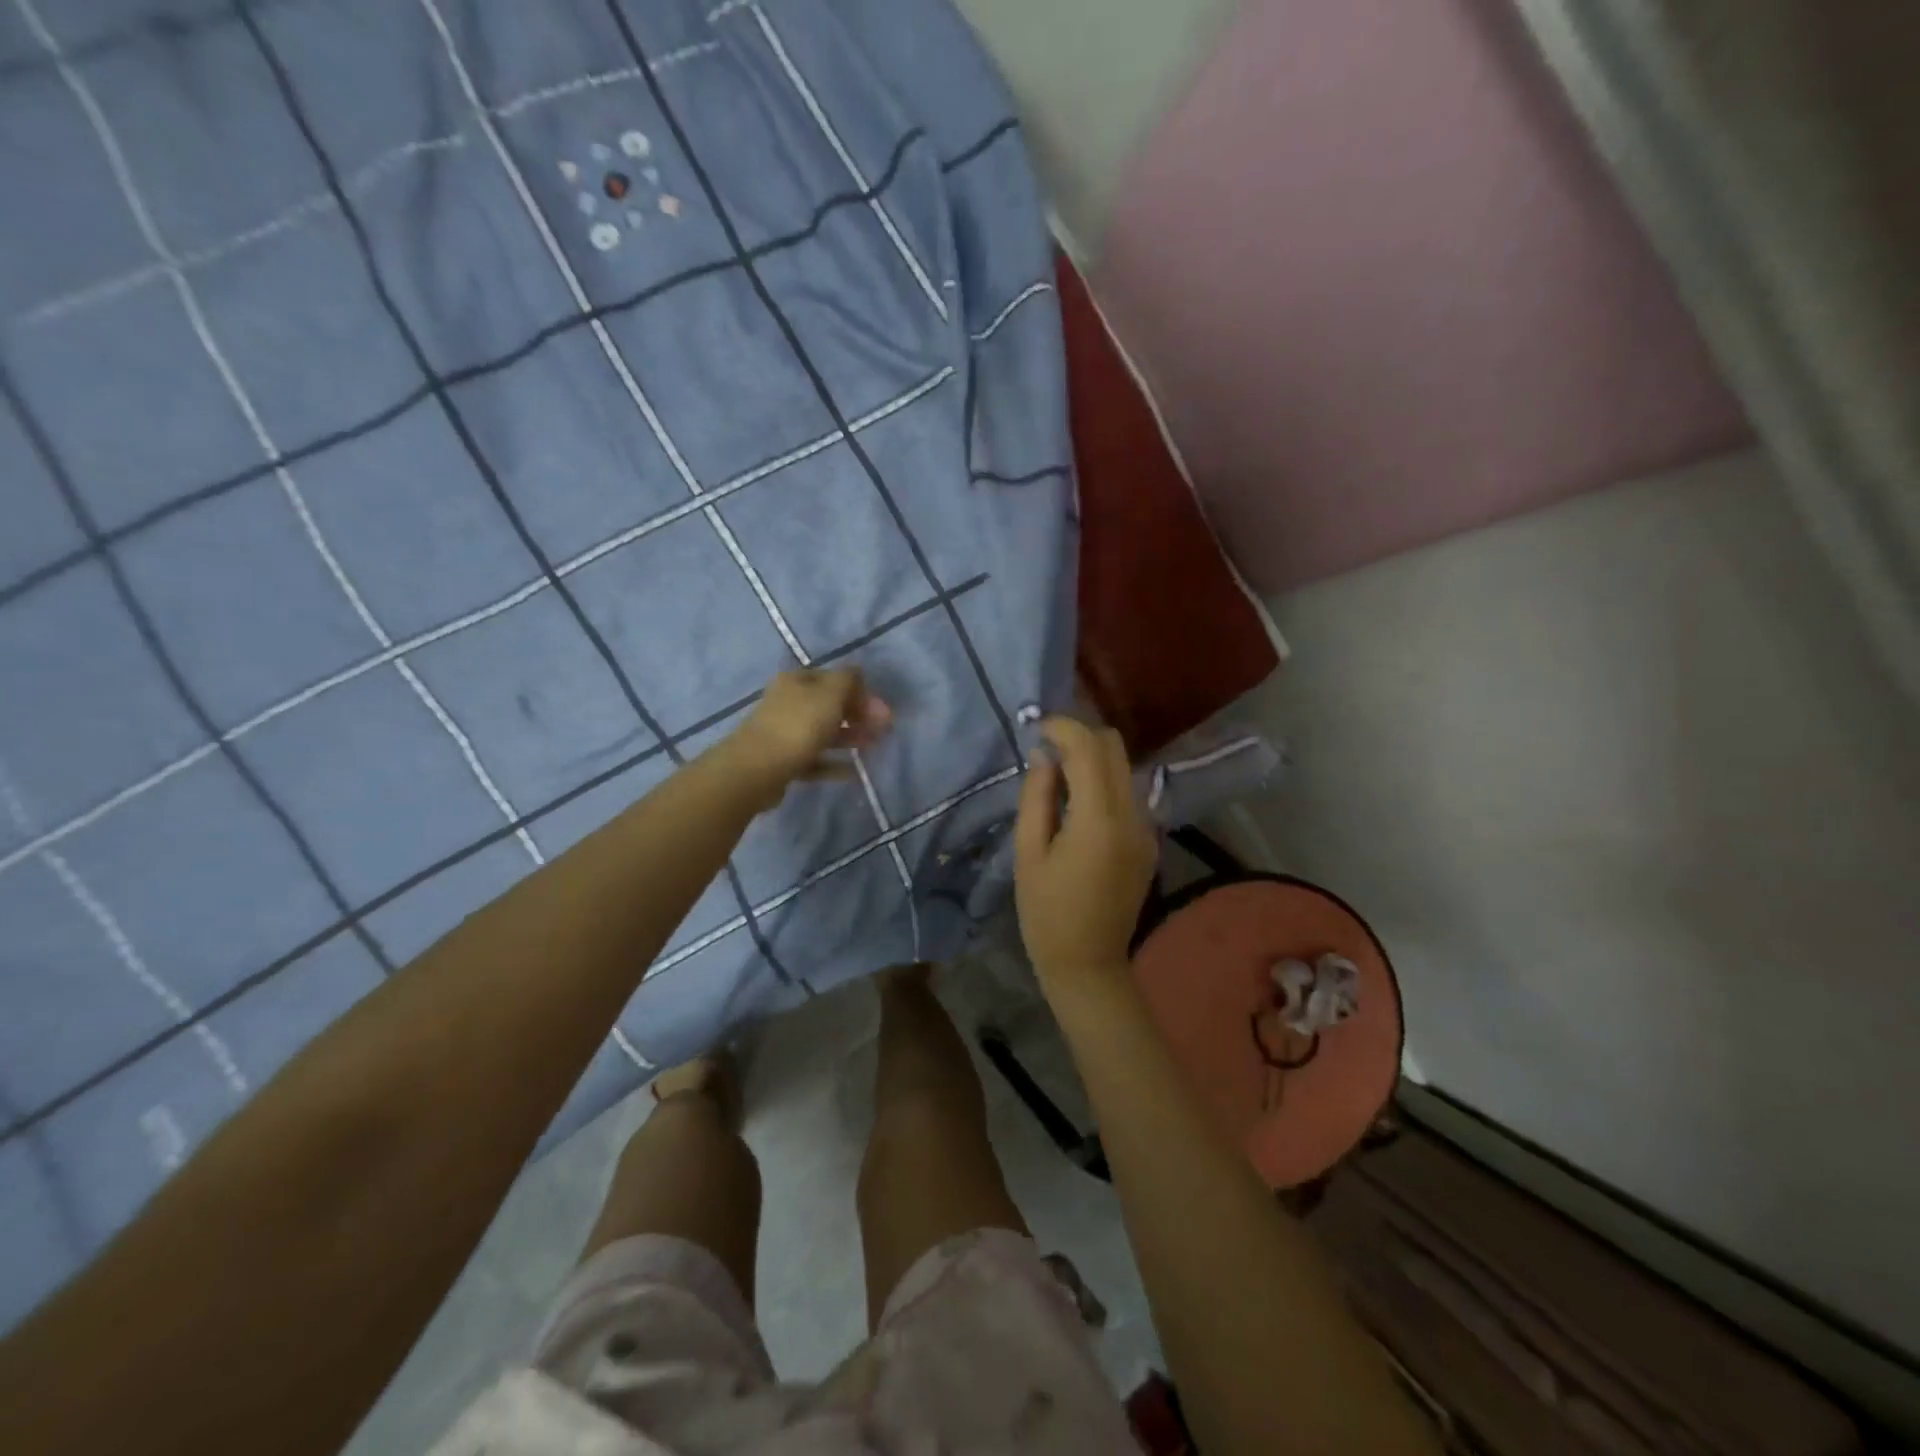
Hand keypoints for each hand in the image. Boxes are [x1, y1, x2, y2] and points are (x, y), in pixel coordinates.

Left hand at [727, 668, 892, 809]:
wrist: (757, 769)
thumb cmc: (798, 725)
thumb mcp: (830, 695)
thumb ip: (848, 680)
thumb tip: (858, 671)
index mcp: (798, 681)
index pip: (835, 678)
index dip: (861, 691)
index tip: (882, 710)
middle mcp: (789, 702)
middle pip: (830, 705)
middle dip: (858, 715)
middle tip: (883, 729)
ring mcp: (785, 732)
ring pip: (824, 732)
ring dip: (850, 738)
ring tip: (873, 747)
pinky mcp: (784, 760)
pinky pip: (815, 759)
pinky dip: (834, 763)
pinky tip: (854, 771)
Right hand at [1013, 719, 1156, 990]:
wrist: (1088, 963)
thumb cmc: (1046, 913)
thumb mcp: (1029, 852)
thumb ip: (1037, 796)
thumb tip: (1043, 755)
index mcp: (1099, 819)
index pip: (1089, 748)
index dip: (1062, 727)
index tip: (1037, 729)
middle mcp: (1132, 815)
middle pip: (1115, 747)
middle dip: (1080, 737)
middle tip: (1047, 749)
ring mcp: (1147, 828)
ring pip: (1124, 767)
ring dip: (1093, 759)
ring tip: (1059, 776)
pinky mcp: (1149, 841)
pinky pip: (1129, 793)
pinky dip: (1105, 783)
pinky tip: (1079, 805)